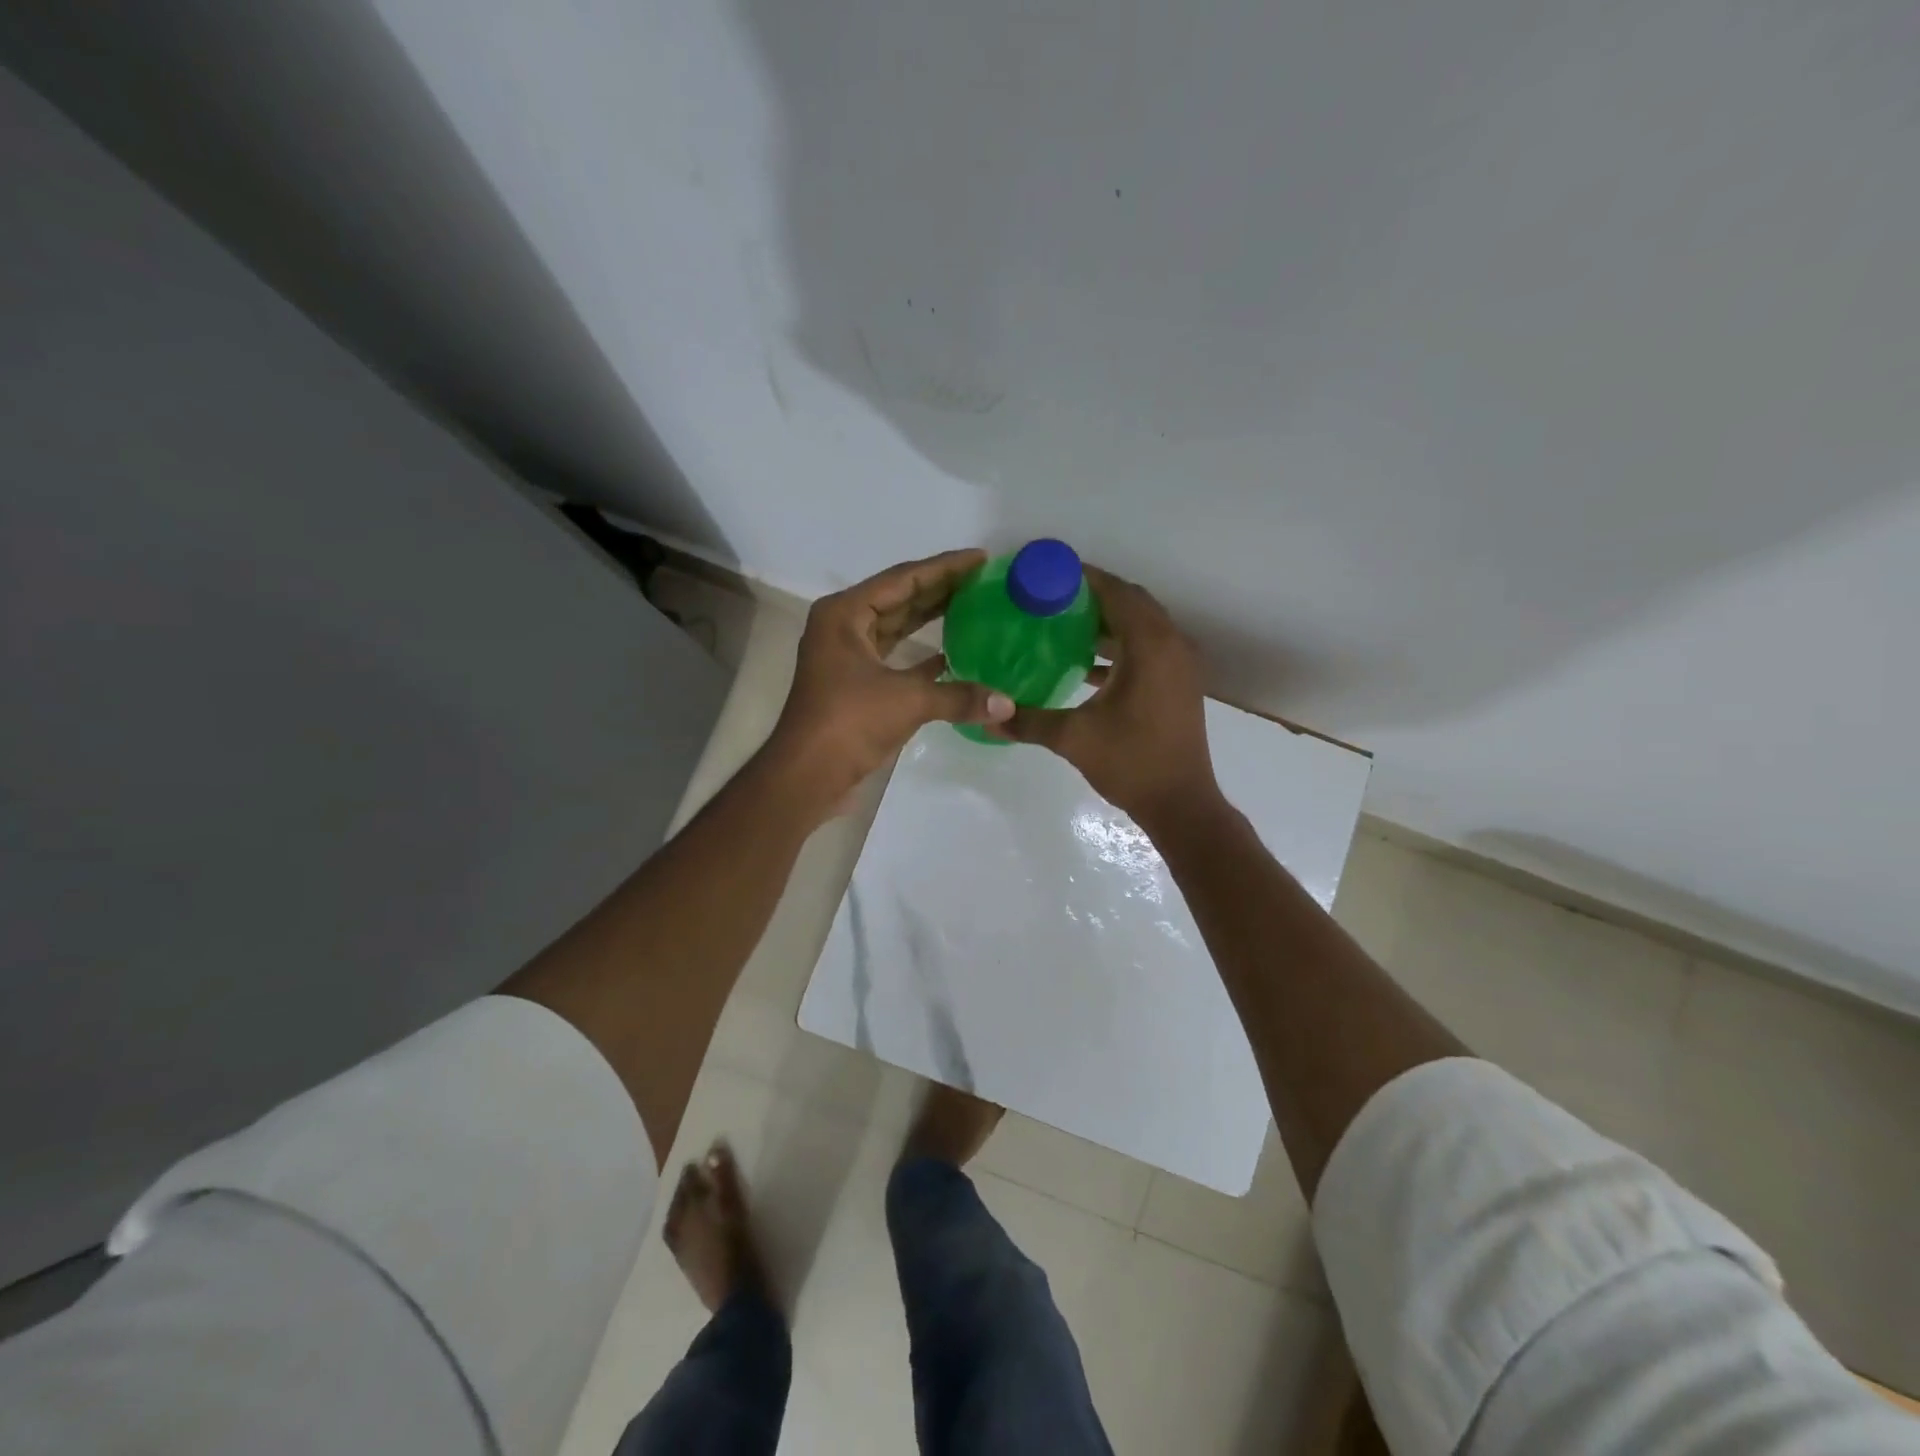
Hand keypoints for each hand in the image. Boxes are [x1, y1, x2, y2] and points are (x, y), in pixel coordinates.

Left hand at [763, 549, 1014, 815]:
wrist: (806, 774)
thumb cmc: (848, 723)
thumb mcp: (907, 702)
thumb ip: (959, 696)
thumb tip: (1008, 705)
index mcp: (846, 614)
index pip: (903, 579)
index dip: (944, 568)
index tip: (980, 558)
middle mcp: (843, 626)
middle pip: (899, 598)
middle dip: (940, 589)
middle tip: (983, 580)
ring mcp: (848, 656)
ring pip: (896, 627)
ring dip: (931, 618)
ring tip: (973, 606)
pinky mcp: (856, 683)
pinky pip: (895, 656)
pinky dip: (922, 655)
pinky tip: (954, 654)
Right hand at [996, 566, 1220, 825]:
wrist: (1181, 804)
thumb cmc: (1131, 764)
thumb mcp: (1074, 739)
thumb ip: (1029, 721)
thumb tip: (989, 716)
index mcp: (1150, 646)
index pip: (1116, 593)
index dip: (1083, 578)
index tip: (1047, 575)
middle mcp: (1171, 645)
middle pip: (1131, 602)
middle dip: (1093, 595)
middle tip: (1050, 598)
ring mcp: (1179, 665)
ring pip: (1142, 625)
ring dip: (1107, 621)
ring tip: (1062, 624)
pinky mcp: (1178, 684)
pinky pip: (1148, 648)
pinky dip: (1120, 646)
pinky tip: (1085, 663)